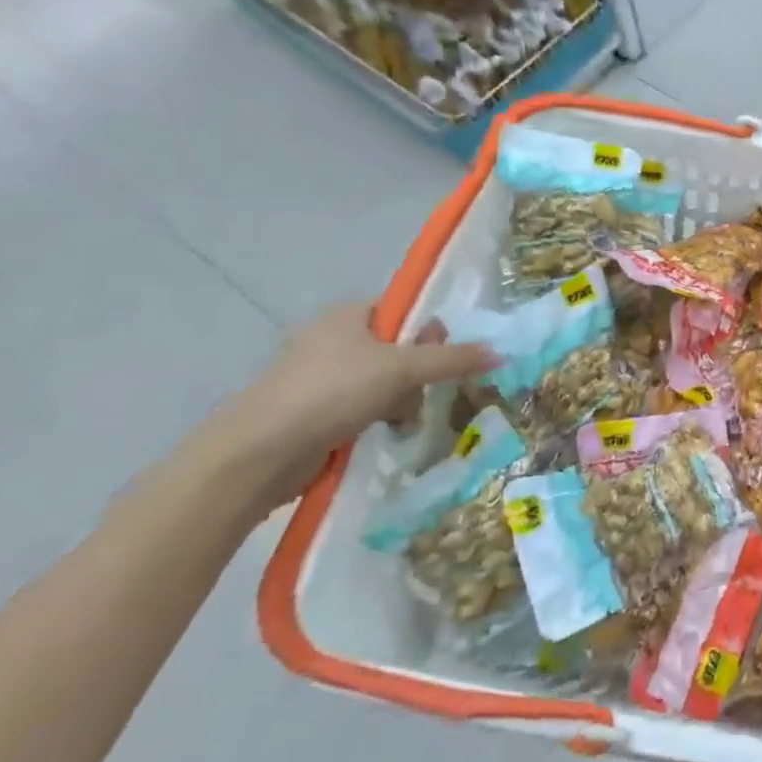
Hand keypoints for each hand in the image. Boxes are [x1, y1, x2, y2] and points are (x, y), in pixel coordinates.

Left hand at [200, 304, 492, 515]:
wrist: (260, 452)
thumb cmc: (333, 392)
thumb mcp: (402, 369)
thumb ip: (453, 359)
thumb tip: (500, 352)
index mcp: (347, 315)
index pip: (401, 310)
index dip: (428, 329)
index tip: (443, 354)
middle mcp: (332, 339)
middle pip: (398, 348)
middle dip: (418, 374)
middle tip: (423, 390)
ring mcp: (319, 377)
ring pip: (384, 382)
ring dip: (402, 402)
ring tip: (403, 422)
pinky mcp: (314, 412)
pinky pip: (363, 408)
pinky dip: (379, 420)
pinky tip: (387, 435)